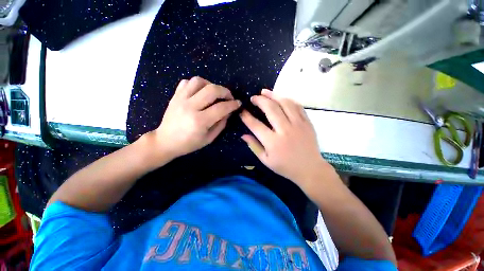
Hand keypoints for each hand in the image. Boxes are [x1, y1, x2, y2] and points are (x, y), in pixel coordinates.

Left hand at [151, 77, 240, 158]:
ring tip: (215, 93)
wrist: (165, 141)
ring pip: (199, 81)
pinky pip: (187, 82)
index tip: (238, 103)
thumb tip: (229, 112)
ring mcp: (180, 99)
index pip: (221, 108)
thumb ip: (221, 124)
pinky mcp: (175, 96)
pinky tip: (201, 92)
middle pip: (212, 90)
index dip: (232, 104)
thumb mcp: (209, 138)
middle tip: (229, 97)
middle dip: (225, 91)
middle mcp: (190, 107)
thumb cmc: (189, 143)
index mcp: (200, 121)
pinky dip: (197, 84)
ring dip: (211, 85)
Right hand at [240, 89, 329, 187]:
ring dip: (273, 95)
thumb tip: (243, 135)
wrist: (310, 169)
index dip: (247, 117)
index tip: (242, 111)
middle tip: (253, 98)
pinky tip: (281, 98)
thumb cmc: (285, 167)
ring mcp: (298, 124)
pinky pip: (297, 106)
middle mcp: (285, 130)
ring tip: (265, 92)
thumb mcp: (265, 160)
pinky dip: (287, 99)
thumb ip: (254, 146)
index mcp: (273, 142)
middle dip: (259, 100)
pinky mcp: (307, 122)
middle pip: (270, 109)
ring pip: (285, 103)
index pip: (256, 125)